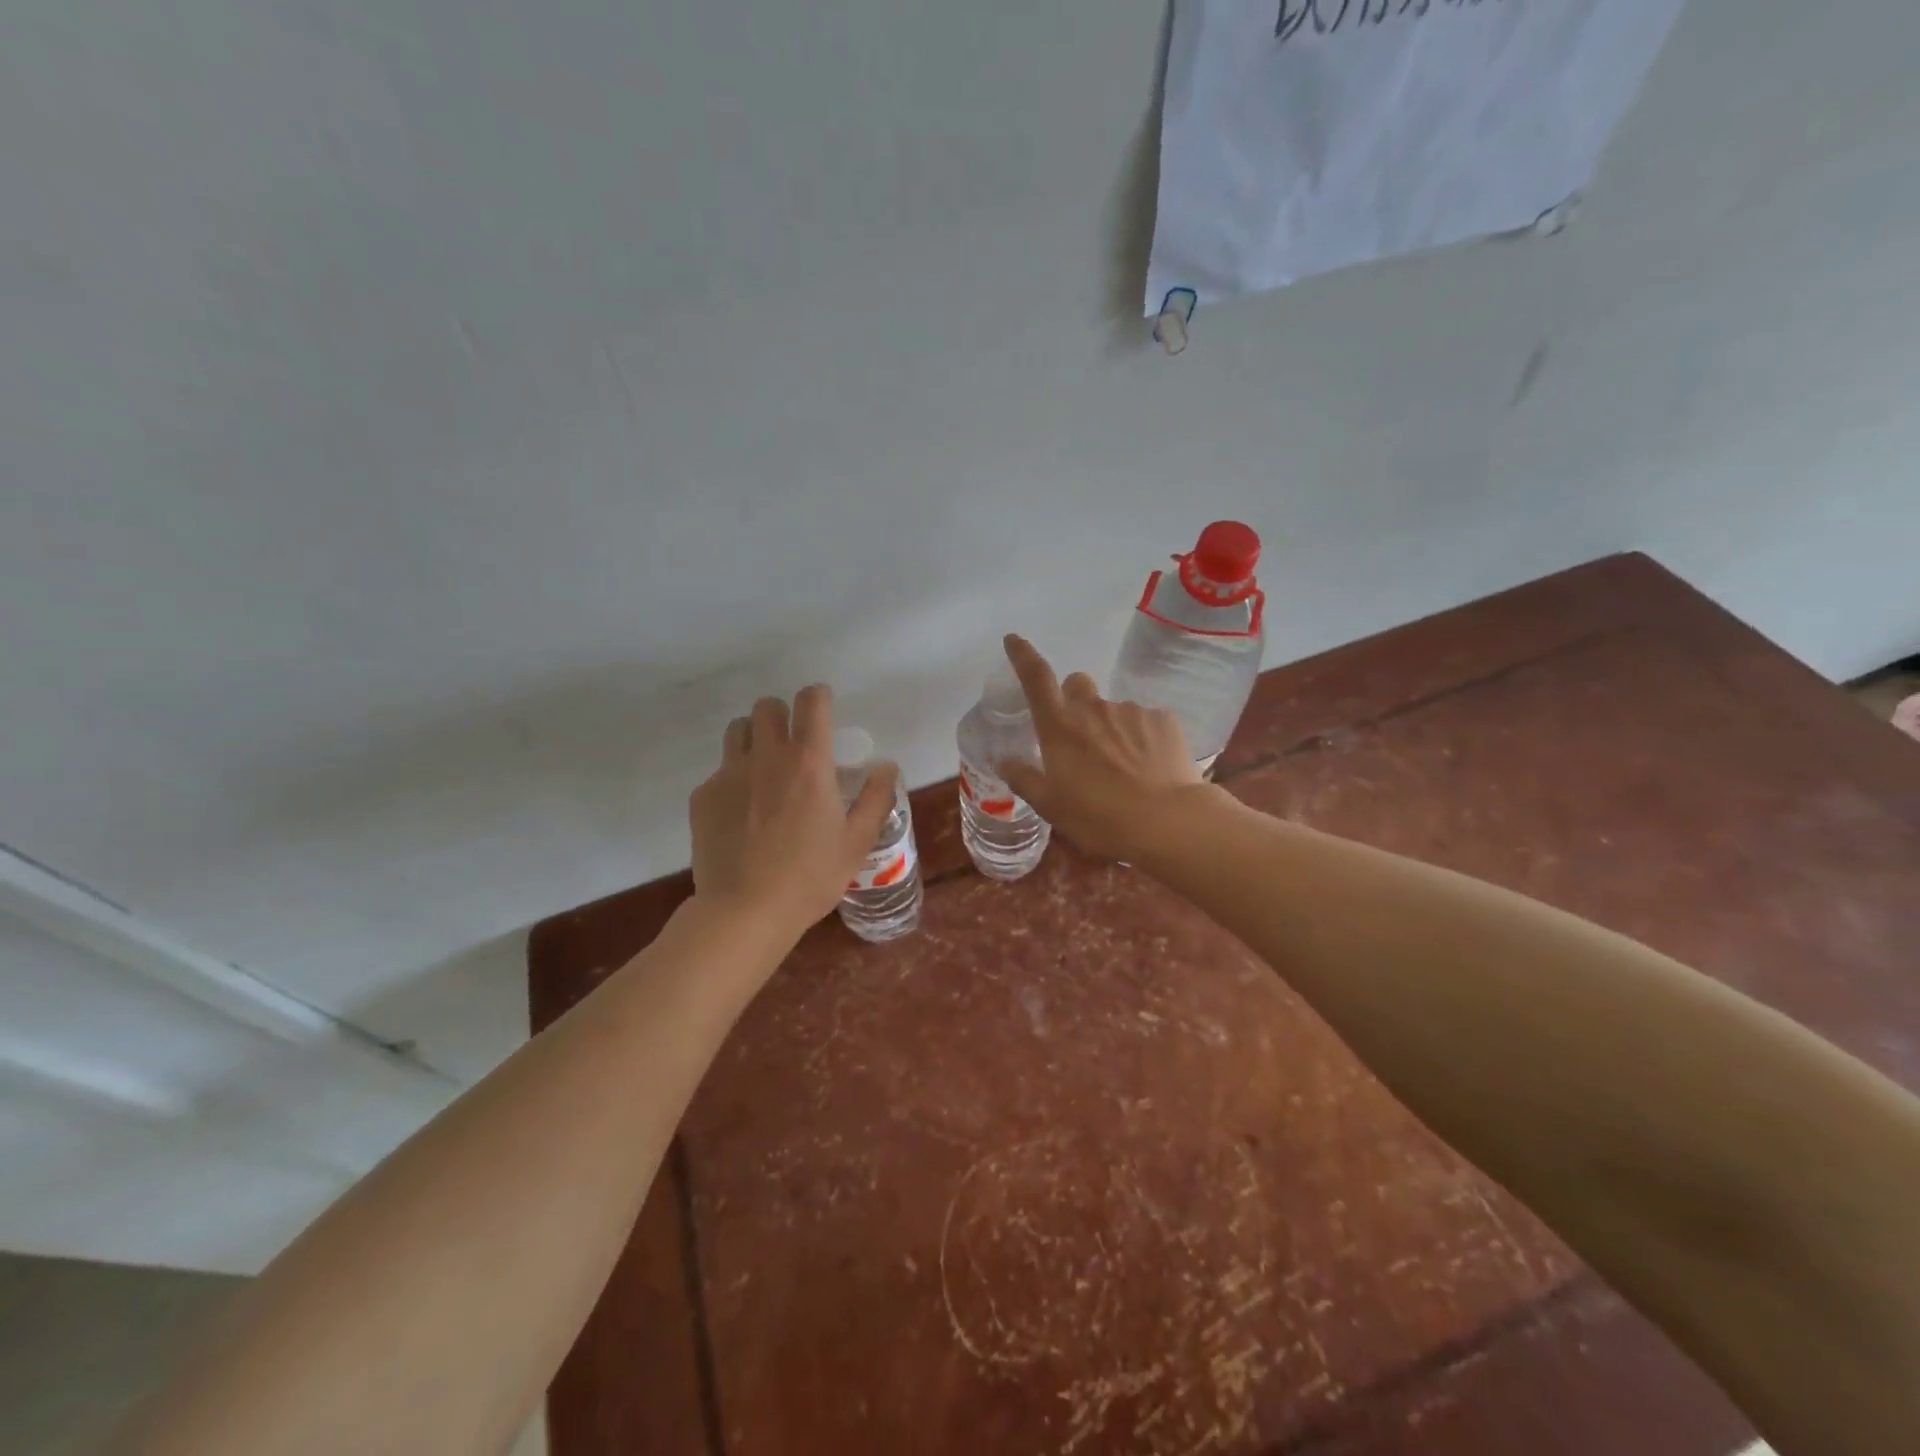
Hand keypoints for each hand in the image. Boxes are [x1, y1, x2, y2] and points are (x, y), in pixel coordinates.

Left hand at [689, 688, 899, 939]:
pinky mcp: (703, 796)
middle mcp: (767, 756)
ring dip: (755, 738)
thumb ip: (876, 798)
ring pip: (738, 730)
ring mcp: (728, 774)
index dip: (819, 696)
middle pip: (768, 706)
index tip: (824, 706)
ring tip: (765, 769)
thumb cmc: (810, 877)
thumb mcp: (857, 841)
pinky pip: (719, 771)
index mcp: (809, 762)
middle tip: (793, 743)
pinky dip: (733, 779)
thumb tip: (886, 766)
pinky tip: (741, 814)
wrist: (744, 911)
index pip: (811, 702)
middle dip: (783, 715)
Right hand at [997, 635, 1214, 862]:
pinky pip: (1145, 721)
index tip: (1014, 640)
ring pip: (1113, 709)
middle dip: (1074, 700)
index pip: (1035, 678)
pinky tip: (1150, 767)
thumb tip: (1004, 761)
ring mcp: (1131, 710)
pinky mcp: (1163, 719)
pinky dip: (1142, 738)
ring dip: (1111, 727)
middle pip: (1077, 684)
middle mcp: (1093, 708)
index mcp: (1060, 726)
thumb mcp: (1051, 806)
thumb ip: (1024, 779)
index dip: (1022, 655)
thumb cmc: (1099, 817)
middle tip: (1080, 736)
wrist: (1168, 821)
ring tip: (1123, 767)